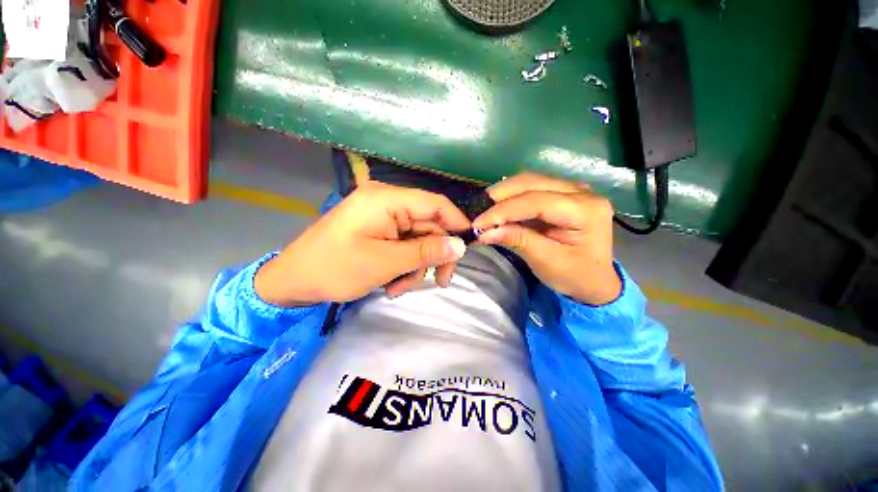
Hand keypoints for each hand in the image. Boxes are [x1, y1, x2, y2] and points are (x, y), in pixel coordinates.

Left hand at [255, 183, 469, 305]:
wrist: (293, 281)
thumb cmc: (335, 269)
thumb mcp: (386, 263)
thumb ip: (426, 252)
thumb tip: (461, 246)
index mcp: (387, 200)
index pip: (436, 204)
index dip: (457, 224)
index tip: (467, 249)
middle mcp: (388, 203)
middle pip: (429, 225)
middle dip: (433, 256)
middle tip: (439, 282)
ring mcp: (383, 217)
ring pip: (419, 240)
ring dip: (416, 266)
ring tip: (399, 289)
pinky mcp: (379, 231)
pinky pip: (404, 246)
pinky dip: (404, 266)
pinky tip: (392, 284)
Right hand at [473, 173, 621, 304]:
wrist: (594, 280)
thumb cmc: (575, 275)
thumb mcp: (546, 261)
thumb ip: (518, 241)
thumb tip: (485, 231)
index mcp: (586, 210)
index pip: (536, 201)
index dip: (503, 211)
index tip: (477, 223)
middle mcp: (582, 191)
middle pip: (532, 182)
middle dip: (499, 196)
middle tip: (477, 212)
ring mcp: (573, 189)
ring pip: (529, 180)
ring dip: (503, 194)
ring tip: (484, 210)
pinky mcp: (562, 193)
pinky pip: (531, 188)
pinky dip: (511, 197)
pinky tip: (498, 208)